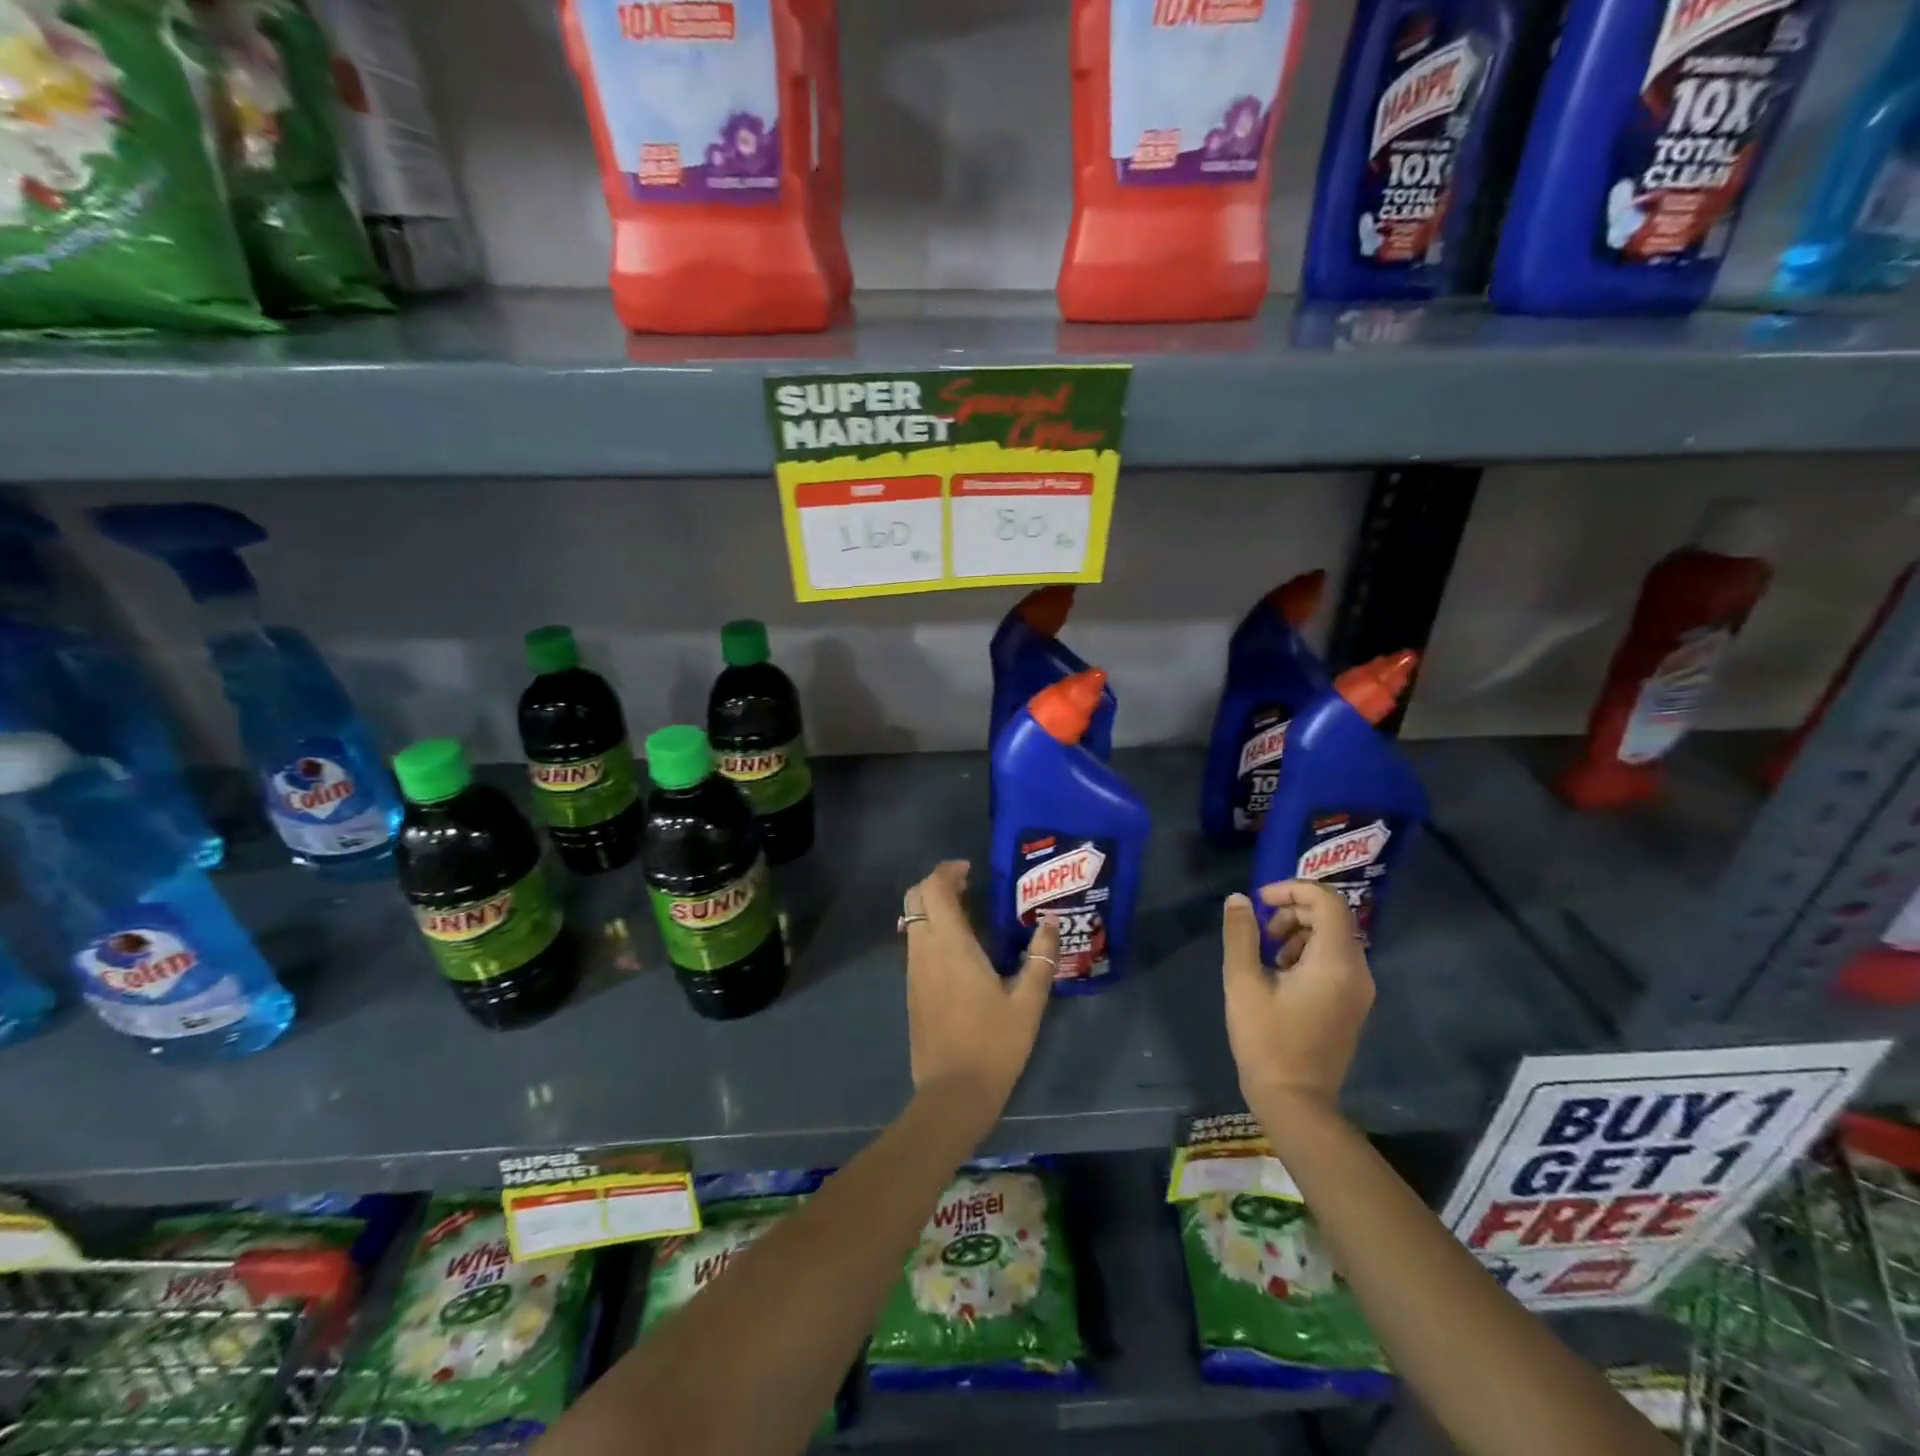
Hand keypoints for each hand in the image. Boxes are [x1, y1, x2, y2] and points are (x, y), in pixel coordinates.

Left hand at [902, 861, 1057, 1124]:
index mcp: (950, 944)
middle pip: (915, 899)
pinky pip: (915, 944)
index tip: (970, 870)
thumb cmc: (993, 1044)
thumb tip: (1049, 924)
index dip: (947, 871)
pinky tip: (959, 949)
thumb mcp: (1028, 1002)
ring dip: (933, 908)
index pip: (933, 889)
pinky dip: (930, 930)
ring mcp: (914, 971)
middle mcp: (924, 950)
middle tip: (968, 887)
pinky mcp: (912, 990)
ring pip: (912, 921)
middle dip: (936, 884)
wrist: (952, 1093)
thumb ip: (1040, 959)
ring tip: (968, 915)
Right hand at [1221, 881, 1373, 1110]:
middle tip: (1260, 929)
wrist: (1295, 1102)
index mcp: (1336, 962)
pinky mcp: (1353, 1004)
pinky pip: (1336, 960)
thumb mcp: (1243, 982)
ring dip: (1299, 931)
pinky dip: (1308, 952)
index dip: (1293, 889)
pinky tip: (1280, 974)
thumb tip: (1240, 899)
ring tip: (1267, 953)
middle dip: (1293, 910)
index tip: (1261, 901)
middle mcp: (1358, 971)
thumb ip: (1241, 934)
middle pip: (1332, 917)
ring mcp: (1359, 990)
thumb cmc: (1266, 1040)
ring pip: (1334, 938)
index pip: (1327, 901)